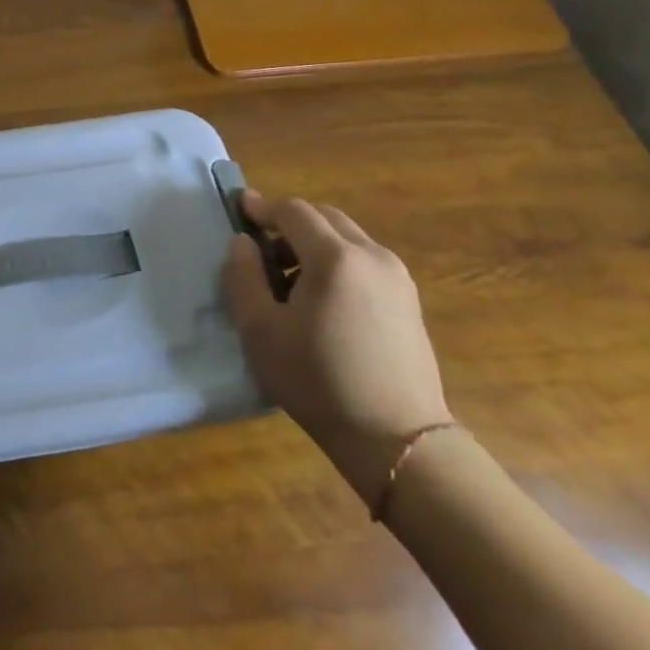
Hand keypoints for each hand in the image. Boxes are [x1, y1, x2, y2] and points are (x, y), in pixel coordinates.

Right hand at [224, 190, 451, 507]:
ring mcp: (397, 278)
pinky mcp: (409, 301)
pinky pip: (365, 260)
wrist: (398, 441)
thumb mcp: (260, 330)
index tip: (239, 210)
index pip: (293, 211)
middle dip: (289, 222)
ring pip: (347, 237)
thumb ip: (243, 276)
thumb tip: (243, 242)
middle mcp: (372, 255)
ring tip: (289, 278)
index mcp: (335, 257)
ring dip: (314, 242)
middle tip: (261, 248)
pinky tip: (322, 299)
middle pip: (324, 217)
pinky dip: (337, 261)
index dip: (262, 207)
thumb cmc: (318, 381)